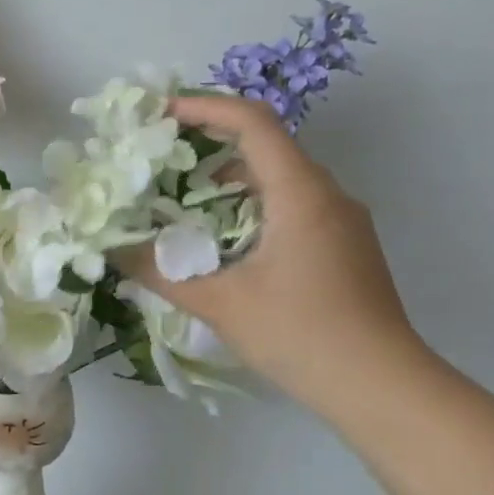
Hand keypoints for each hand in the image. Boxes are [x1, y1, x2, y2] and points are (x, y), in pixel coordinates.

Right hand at [129, 94, 422, 417]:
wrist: (381, 386)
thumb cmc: (300, 335)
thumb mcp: (220, 303)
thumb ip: (160, 273)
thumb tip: (112, 252)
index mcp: (300, 193)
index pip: (253, 122)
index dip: (204, 108)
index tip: (161, 113)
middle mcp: (327, 194)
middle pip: (266, 145)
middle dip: (210, 144)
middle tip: (162, 159)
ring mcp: (342, 220)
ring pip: (280, 178)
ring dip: (231, 181)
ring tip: (184, 203)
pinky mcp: (346, 245)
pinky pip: (294, 205)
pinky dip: (253, 206)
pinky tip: (225, 241)